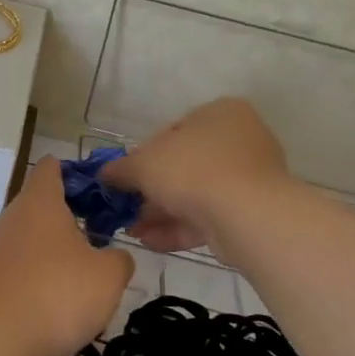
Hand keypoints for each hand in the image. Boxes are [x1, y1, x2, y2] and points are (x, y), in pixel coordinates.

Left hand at [0, 159, 133, 355]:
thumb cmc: (54, 294)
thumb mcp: (107, 278)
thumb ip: (119, 260)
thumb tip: (115, 257)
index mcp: (39, 202)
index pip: (52, 168)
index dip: (74, 173)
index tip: (96, 194)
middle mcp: (10, 217)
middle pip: (40, 207)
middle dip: (68, 225)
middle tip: (97, 250)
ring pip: (27, 242)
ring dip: (51, 259)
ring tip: (77, 288)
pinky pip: (14, 271)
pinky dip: (32, 284)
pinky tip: (48, 313)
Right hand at [102, 98, 289, 252]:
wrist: (246, 214)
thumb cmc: (193, 169)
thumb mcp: (144, 163)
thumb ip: (121, 168)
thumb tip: (103, 175)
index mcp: (221, 113)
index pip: (174, 130)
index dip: (144, 154)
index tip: (127, 175)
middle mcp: (240, 141)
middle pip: (184, 165)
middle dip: (152, 190)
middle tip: (127, 206)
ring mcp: (249, 179)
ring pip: (195, 194)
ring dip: (161, 213)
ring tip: (132, 230)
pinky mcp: (251, 214)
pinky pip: (208, 217)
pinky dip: (178, 228)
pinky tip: (149, 242)